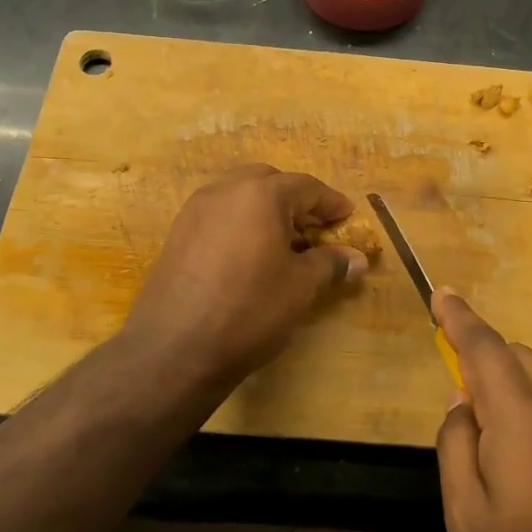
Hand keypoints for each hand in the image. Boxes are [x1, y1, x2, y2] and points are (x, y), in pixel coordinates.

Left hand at [122, 163, 368, 380]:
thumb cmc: (249, 310)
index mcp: (260, 194)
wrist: (174, 348)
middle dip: (296, 201)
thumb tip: (357, 259)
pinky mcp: (177, 234)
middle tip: (315, 229)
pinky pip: (219, 215)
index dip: (331, 203)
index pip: (306, 187)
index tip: (348, 217)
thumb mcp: (300, 287)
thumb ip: (330, 264)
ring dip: (266, 211)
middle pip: (269, 182)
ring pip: (240, 196)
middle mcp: (225, 191)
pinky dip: (241, 224)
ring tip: (285, 244)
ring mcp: (195, 210)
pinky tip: (251, 256)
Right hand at [433, 291, 531, 531]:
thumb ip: (457, 451)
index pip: (485, 349)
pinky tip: (524, 454)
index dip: (459, 318)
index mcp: (523, 422)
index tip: (441, 293)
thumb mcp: (471, 526)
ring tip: (486, 426)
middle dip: (483, 352)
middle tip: (455, 382)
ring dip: (509, 381)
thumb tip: (462, 405)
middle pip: (518, 357)